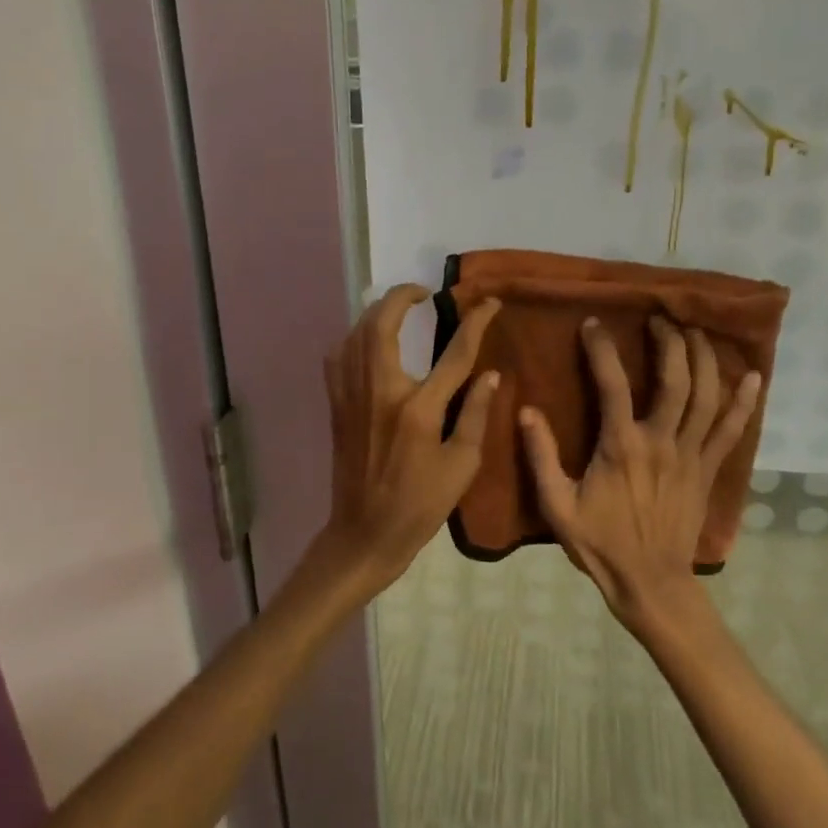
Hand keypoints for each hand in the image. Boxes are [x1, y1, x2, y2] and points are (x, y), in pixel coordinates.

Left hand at [314, 284, 501, 599]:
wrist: (364, 533)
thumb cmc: (420, 505)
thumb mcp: (461, 466)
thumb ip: (474, 414)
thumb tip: (490, 374)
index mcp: (418, 409)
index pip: (453, 353)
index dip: (475, 323)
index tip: (488, 303)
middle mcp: (379, 392)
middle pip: (383, 324)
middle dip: (402, 297)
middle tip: (423, 293)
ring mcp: (351, 396)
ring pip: (356, 334)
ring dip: (377, 313)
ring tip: (399, 310)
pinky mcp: (337, 405)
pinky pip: (339, 356)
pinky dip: (354, 338)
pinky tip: (368, 341)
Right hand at [519, 316, 759, 641]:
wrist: (650, 583)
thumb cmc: (600, 544)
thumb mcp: (558, 506)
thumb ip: (541, 457)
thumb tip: (526, 411)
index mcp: (621, 447)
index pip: (612, 385)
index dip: (602, 350)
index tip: (593, 324)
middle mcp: (661, 443)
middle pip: (675, 381)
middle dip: (670, 343)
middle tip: (660, 319)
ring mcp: (691, 456)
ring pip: (706, 397)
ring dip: (704, 359)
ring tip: (696, 331)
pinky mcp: (708, 471)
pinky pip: (731, 431)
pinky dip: (744, 403)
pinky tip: (753, 377)